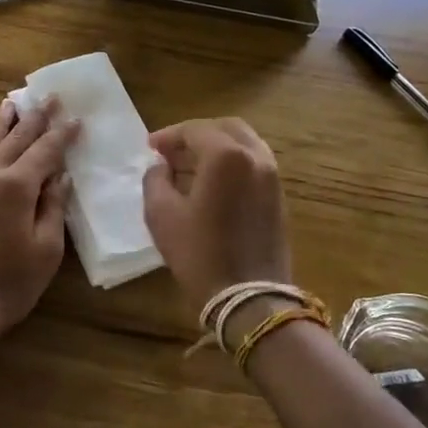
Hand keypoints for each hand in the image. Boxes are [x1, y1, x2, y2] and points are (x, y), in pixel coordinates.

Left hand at [0, 97, 78, 340]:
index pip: (45, 152)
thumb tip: (60, 176)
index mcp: (16, 186)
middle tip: (49, 98)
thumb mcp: (46, 250)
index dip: (62, 134)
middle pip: (15, 140)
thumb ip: (53, 207)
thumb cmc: (10, 285)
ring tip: (10, 103)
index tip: (75, 118)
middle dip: (35, 118)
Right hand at [142, 118, 291, 316]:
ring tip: (189, 165)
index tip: (150, 147)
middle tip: (171, 150)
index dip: (169, 135)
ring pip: (244, 144)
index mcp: (226, 156)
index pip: (194, 130)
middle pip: (225, 128)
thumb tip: (160, 166)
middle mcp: (255, 157)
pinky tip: (211, 183)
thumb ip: (155, 179)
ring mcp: (272, 176)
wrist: (250, 298)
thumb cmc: (199, 254)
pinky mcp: (278, 196)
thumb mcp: (161, 214)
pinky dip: (232, 163)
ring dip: (216, 147)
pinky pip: (254, 164)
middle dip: (196, 134)